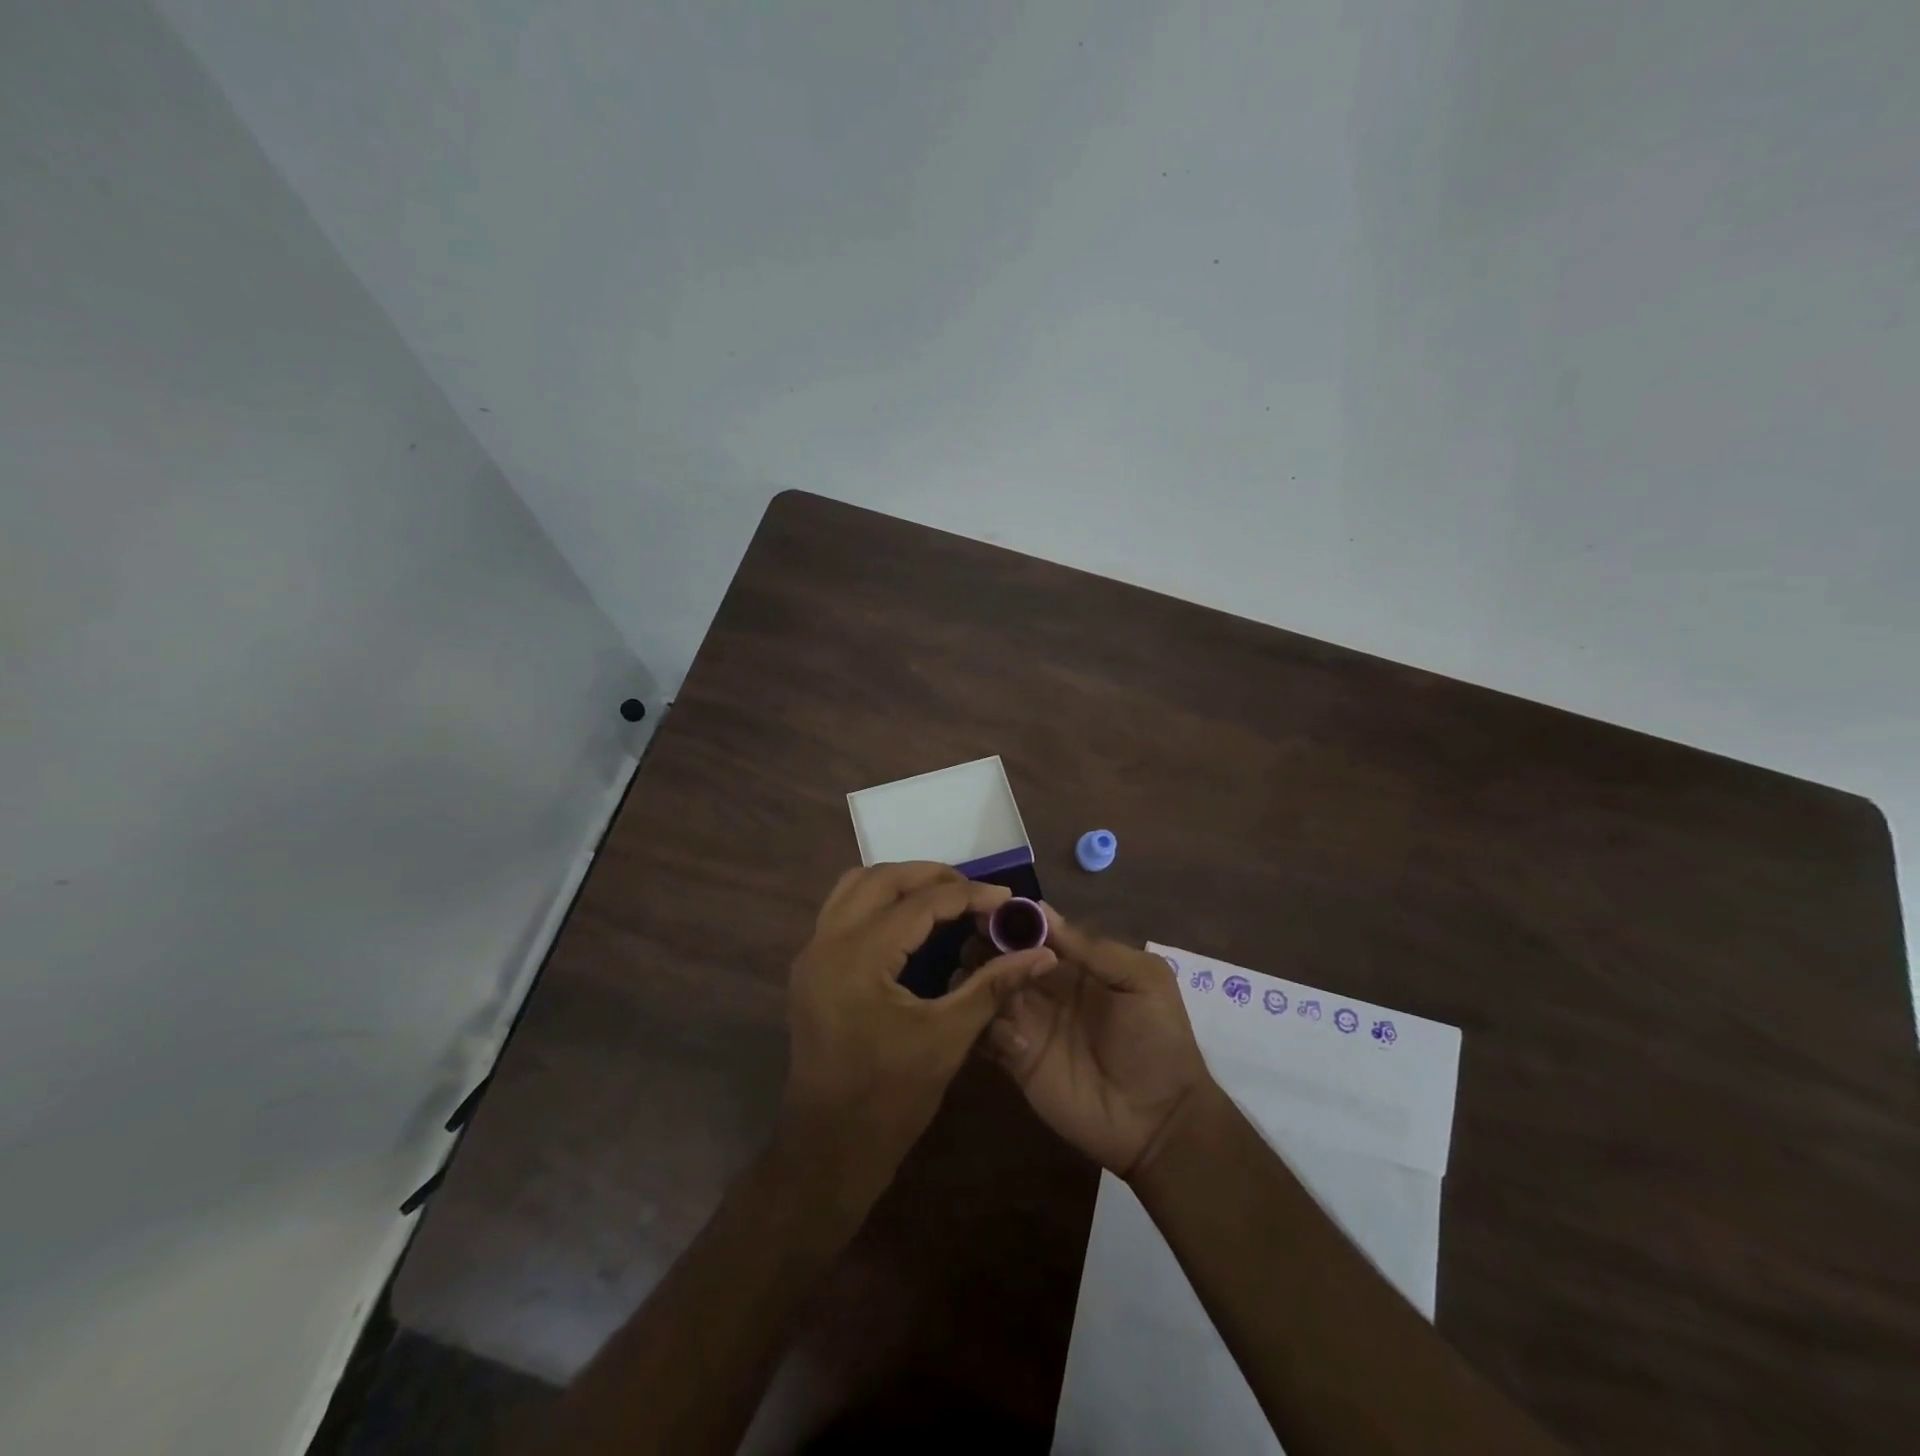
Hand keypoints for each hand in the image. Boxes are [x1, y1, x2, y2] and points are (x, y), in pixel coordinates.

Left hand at [781, 863, 1056, 1200]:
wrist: (829, 1149)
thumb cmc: (890, 1098)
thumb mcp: (948, 1038)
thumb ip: (993, 985)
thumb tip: (1041, 953)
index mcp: (858, 956)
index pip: (920, 903)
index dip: (969, 895)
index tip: (1007, 899)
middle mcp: (826, 942)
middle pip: (881, 879)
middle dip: (931, 875)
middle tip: (975, 892)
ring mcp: (811, 953)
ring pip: (854, 887)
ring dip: (899, 882)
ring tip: (944, 897)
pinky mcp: (810, 968)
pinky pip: (842, 910)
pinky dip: (877, 901)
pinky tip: (910, 922)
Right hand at [979, 908, 1215, 1179]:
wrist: (1161, 1120)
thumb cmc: (1158, 1040)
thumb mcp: (1142, 980)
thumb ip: (1093, 948)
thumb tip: (1041, 911)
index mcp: (1072, 963)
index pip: (1031, 931)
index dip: (1009, 919)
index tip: (988, 911)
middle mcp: (1042, 986)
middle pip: (999, 955)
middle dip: (985, 946)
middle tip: (979, 948)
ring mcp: (1027, 1022)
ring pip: (985, 990)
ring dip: (980, 982)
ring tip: (990, 987)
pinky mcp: (1015, 1060)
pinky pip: (985, 1034)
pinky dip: (986, 1026)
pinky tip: (1015, 1037)